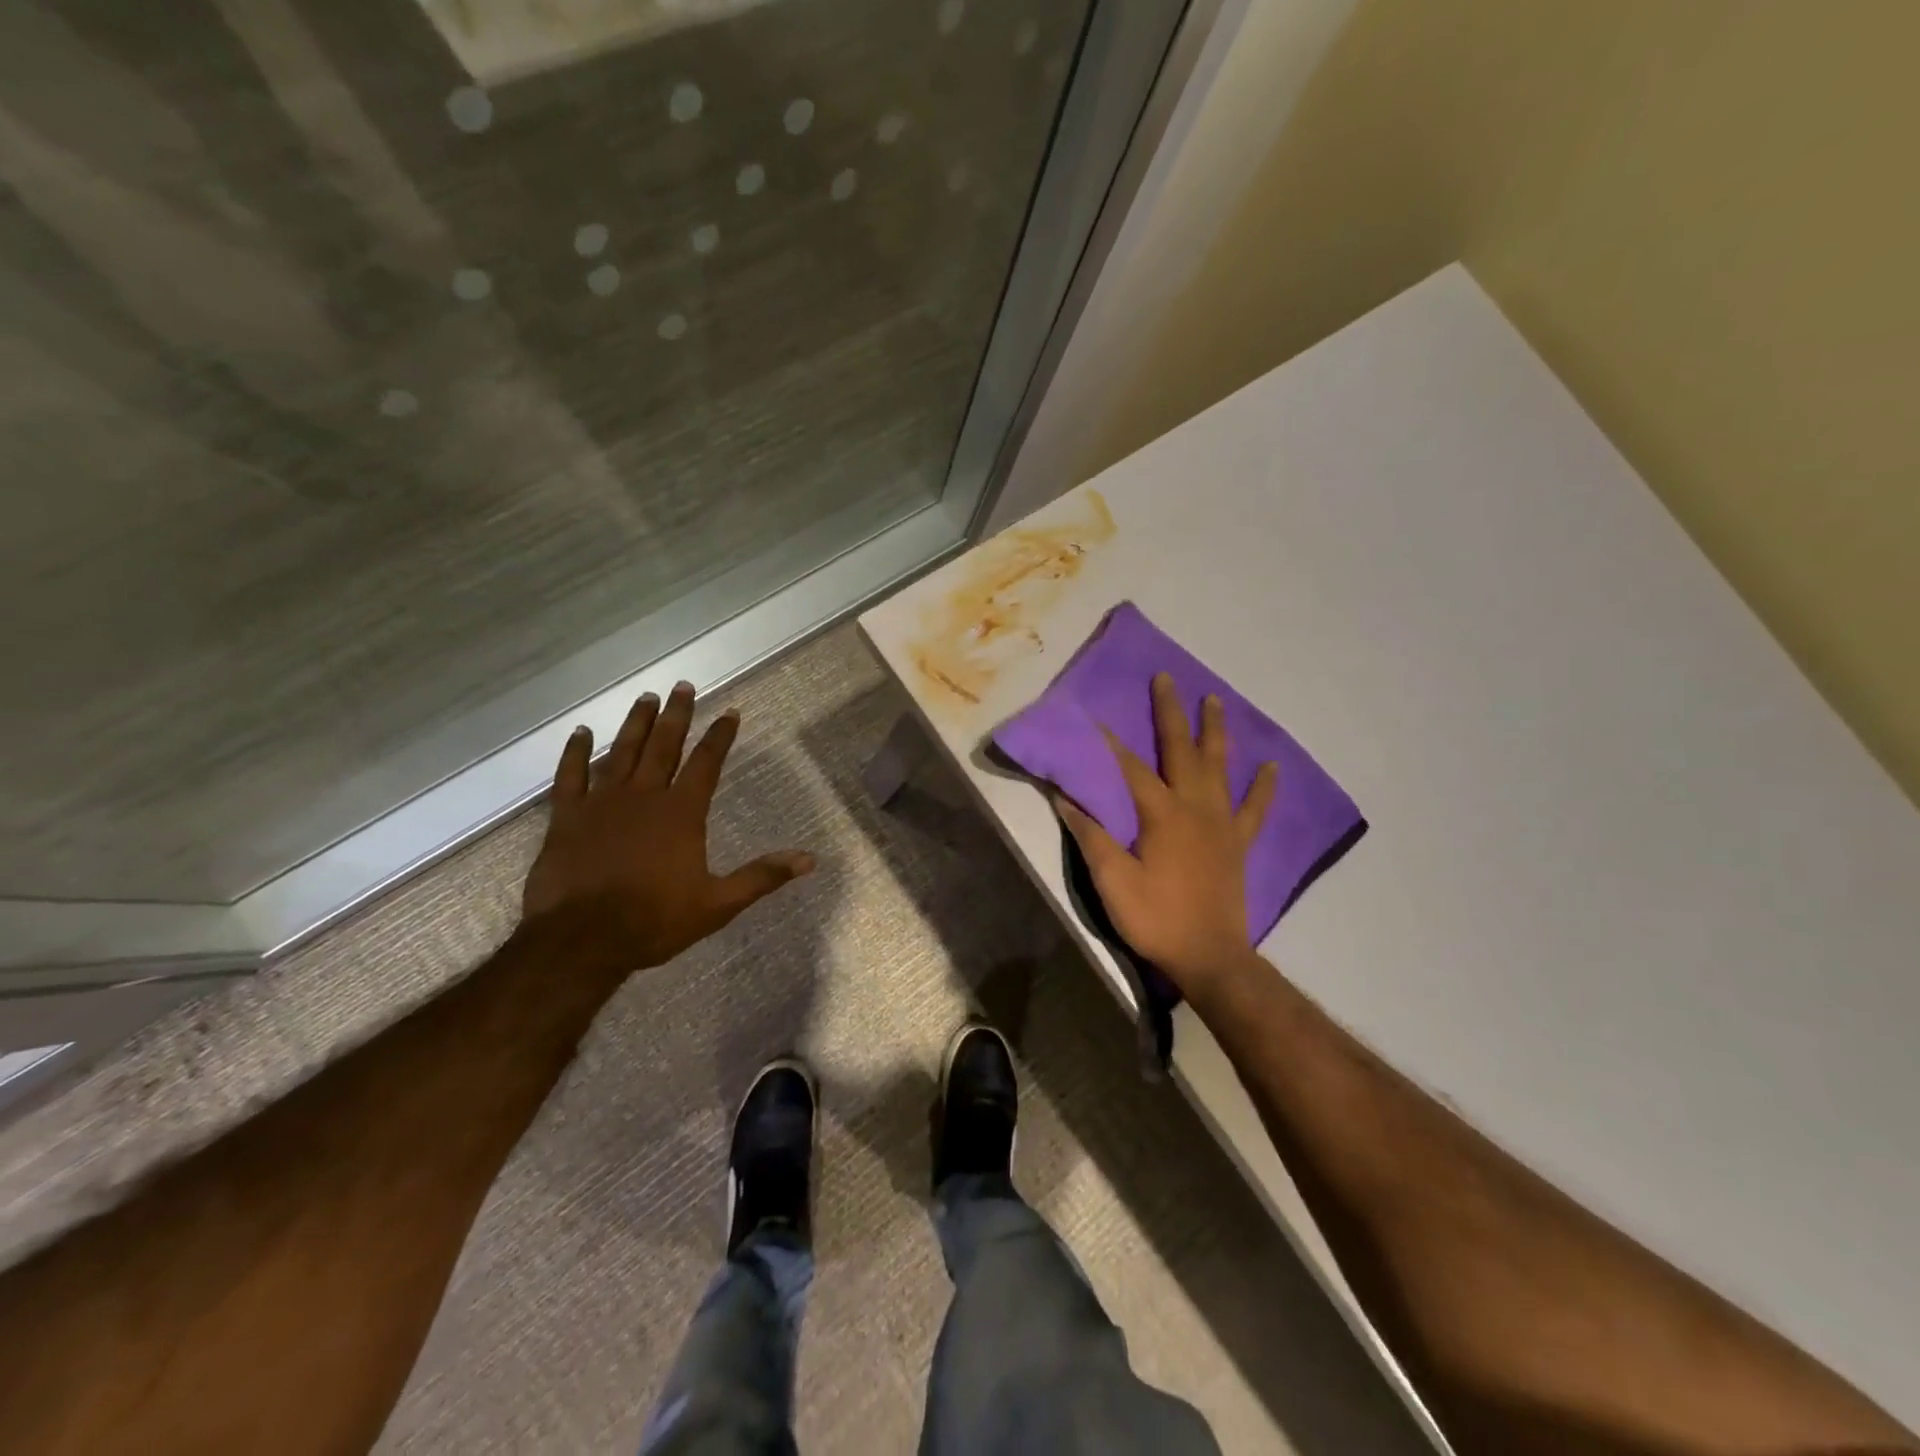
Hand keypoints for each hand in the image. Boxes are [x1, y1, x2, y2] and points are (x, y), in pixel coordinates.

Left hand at [521, 682, 814, 970]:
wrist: (581, 941)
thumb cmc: (654, 921)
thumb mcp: (718, 904)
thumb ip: (762, 876)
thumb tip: (809, 859)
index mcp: (681, 813)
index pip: (706, 763)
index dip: (720, 736)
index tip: (730, 712)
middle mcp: (644, 796)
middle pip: (663, 746)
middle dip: (676, 715)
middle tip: (683, 685)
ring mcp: (601, 803)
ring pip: (621, 752)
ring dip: (635, 723)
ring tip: (646, 697)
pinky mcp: (567, 818)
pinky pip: (569, 776)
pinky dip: (574, 753)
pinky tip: (580, 732)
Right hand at [1054, 673, 1277, 992]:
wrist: (1210, 957)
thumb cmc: (1156, 918)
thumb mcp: (1112, 880)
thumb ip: (1091, 835)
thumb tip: (1064, 796)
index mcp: (1161, 814)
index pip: (1130, 767)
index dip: (1109, 742)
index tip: (1094, 716)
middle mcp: (1194, 807)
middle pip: (1181, 750)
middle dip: (1170, 712)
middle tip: (1166, 678)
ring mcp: (1221, 823)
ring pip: (1219, 767)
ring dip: (1215, 731)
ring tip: (1214, 700)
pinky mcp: (1238, 843)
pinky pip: (1255, 808)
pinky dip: (1264, 787)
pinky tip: (1271, 767)